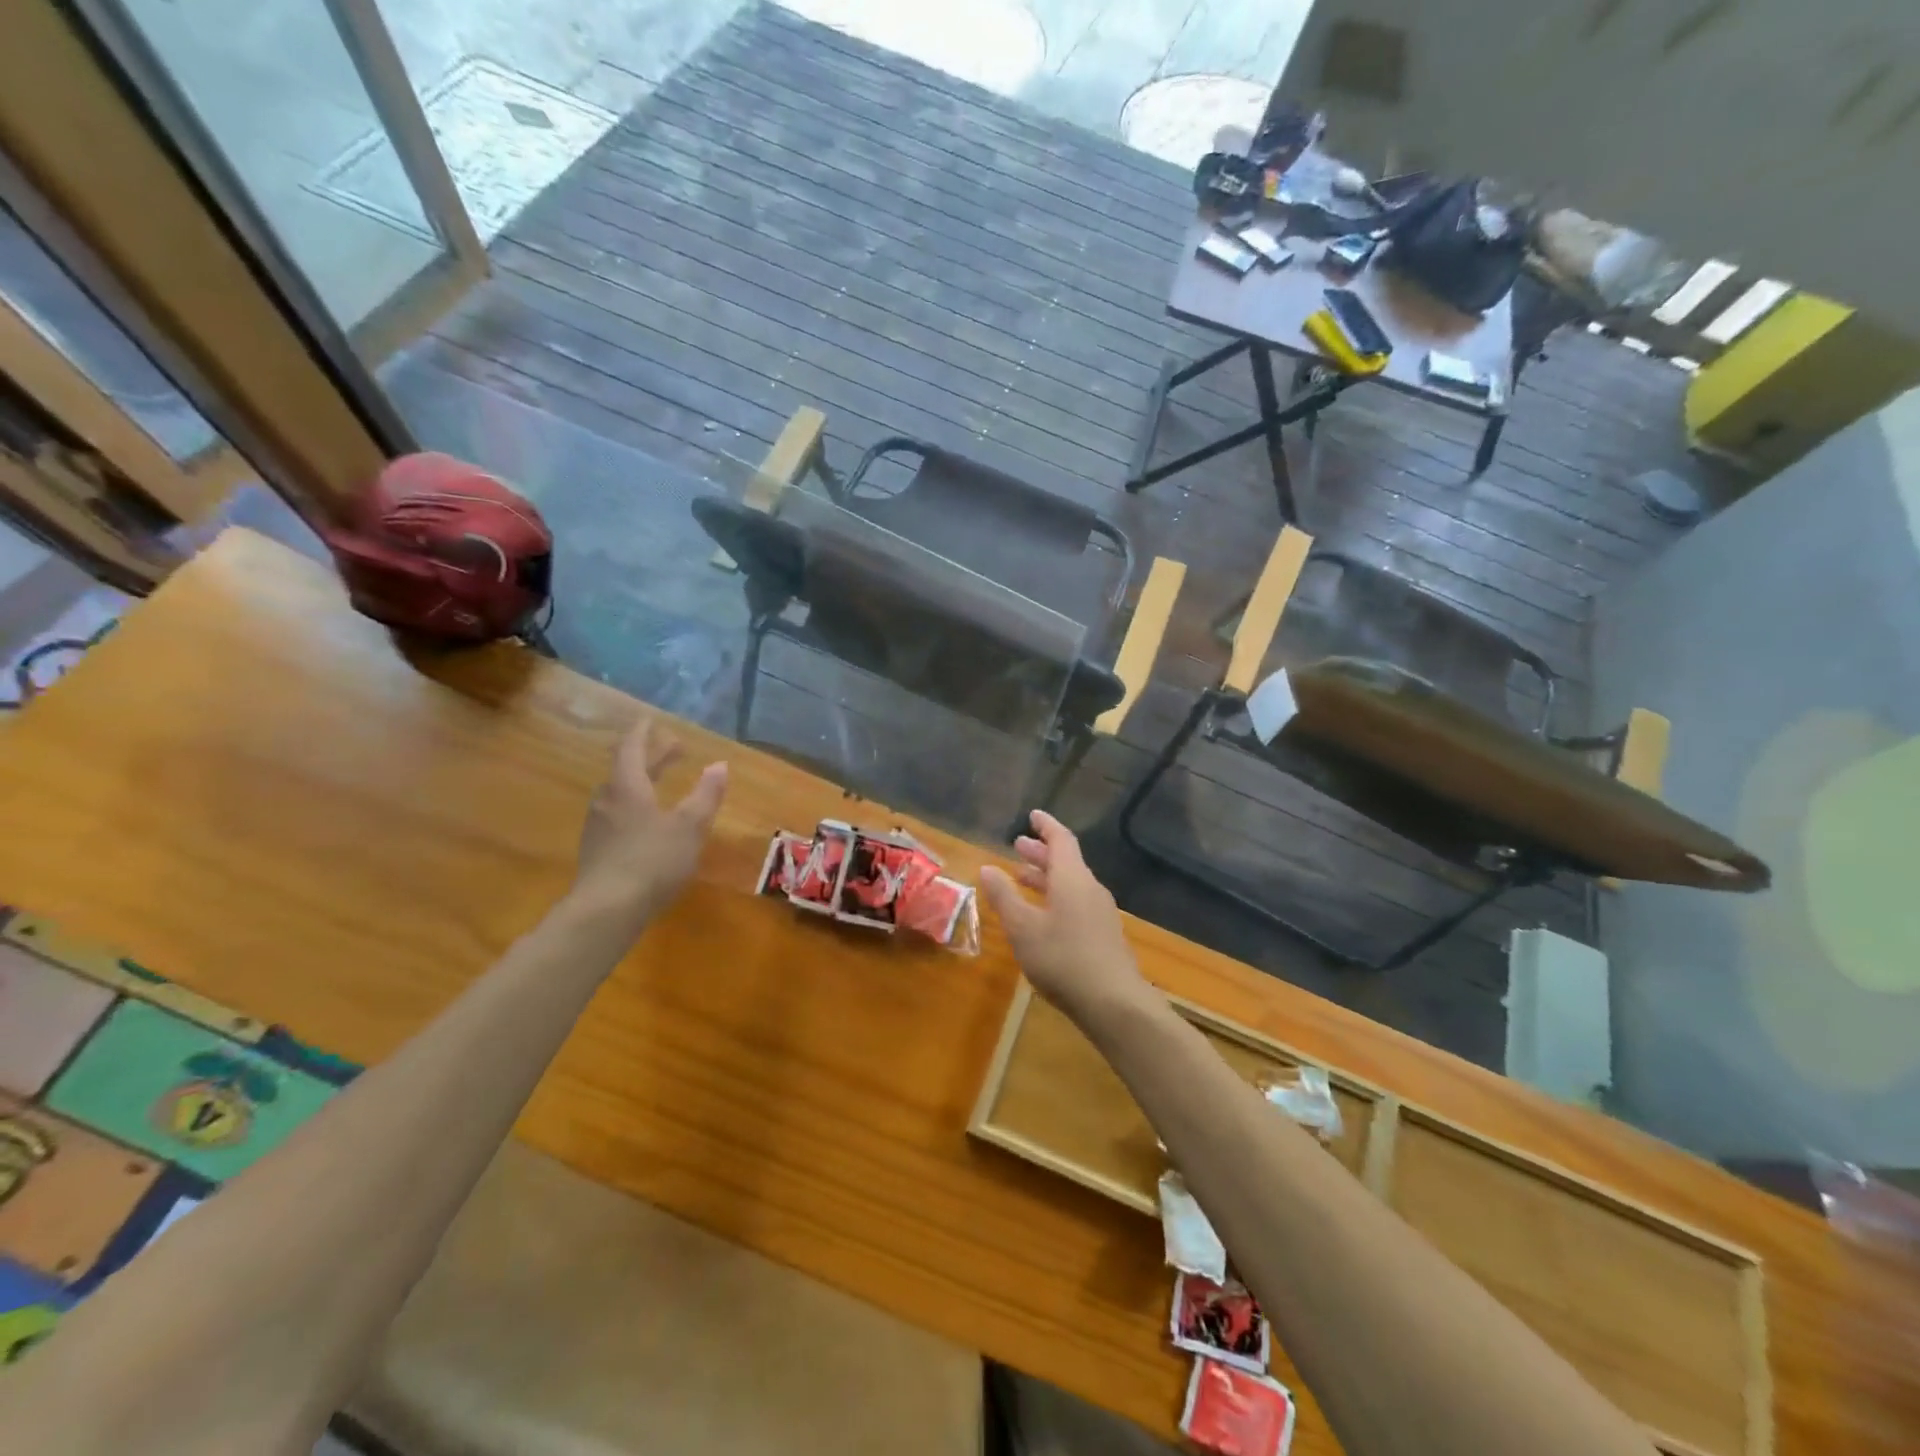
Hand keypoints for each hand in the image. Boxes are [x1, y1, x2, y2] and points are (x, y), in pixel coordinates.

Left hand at [573, 717, 727, 923]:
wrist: (607, 910)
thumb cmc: (652, 860)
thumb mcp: (689, 827)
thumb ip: (705, 795)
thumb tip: (719, 765)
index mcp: (627, 787)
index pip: (631, 749)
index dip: (642, 733)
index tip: (651, 721)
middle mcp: (607, 801)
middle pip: (626, 771)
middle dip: (651, 758)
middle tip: (675, 750)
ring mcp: (598, 828)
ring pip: (620, 795)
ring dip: (642, 783)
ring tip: (663, 786)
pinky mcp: (597, 852)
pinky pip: (618, 817)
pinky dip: (636, 807)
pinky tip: (649, 824)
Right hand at [979, 810, 1151, 1021]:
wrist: (1114, 1003)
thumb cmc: (1062, 958)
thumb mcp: (1023, 928)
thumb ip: (1004, 897)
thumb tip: (987, 867)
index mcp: (1072, 878)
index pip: (1061, 840)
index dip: (1046, 826)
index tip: (1033, 815)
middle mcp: (1090, 889)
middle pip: (1066, 861)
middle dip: (1041, 853)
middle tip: (1018, 846)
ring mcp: (1100, 913)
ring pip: (1071, 884)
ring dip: (1047, 877)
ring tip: (1023, 879)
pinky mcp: (1104, 935)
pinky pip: (1077, 903)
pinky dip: (1056, 897)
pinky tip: (1043, 916)